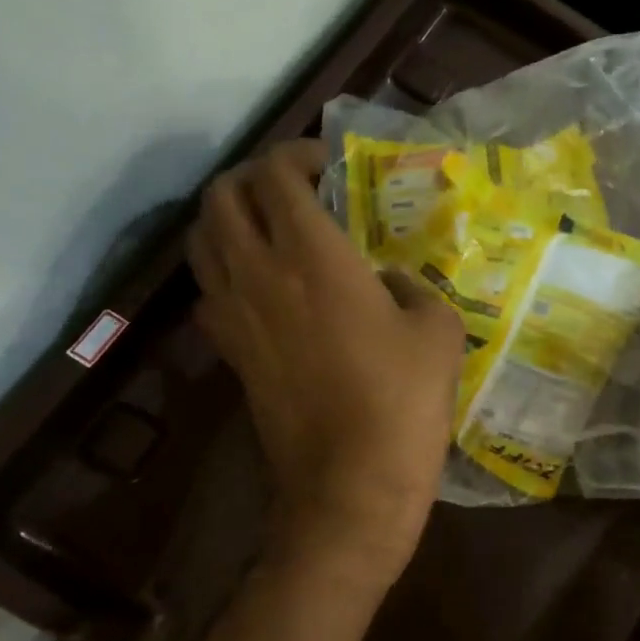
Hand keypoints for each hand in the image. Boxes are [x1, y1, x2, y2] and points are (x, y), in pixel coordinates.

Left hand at [187, 139, 464, 593]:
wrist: (350, 486)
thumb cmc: (402, 402)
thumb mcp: (437, 330)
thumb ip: (414, 287)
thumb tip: (390, 282)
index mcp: (312, 256)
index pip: (276, 175)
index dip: (297, 154)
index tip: (328, 163)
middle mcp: (258, 273)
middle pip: (222, 196)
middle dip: (253, 177)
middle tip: (295, 188)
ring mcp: (234, 315)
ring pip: (202, 239)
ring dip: (230, 218)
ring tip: (270, 226)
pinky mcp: (229, 352)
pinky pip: (208, 288)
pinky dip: (226, 267)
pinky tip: (264, 284)